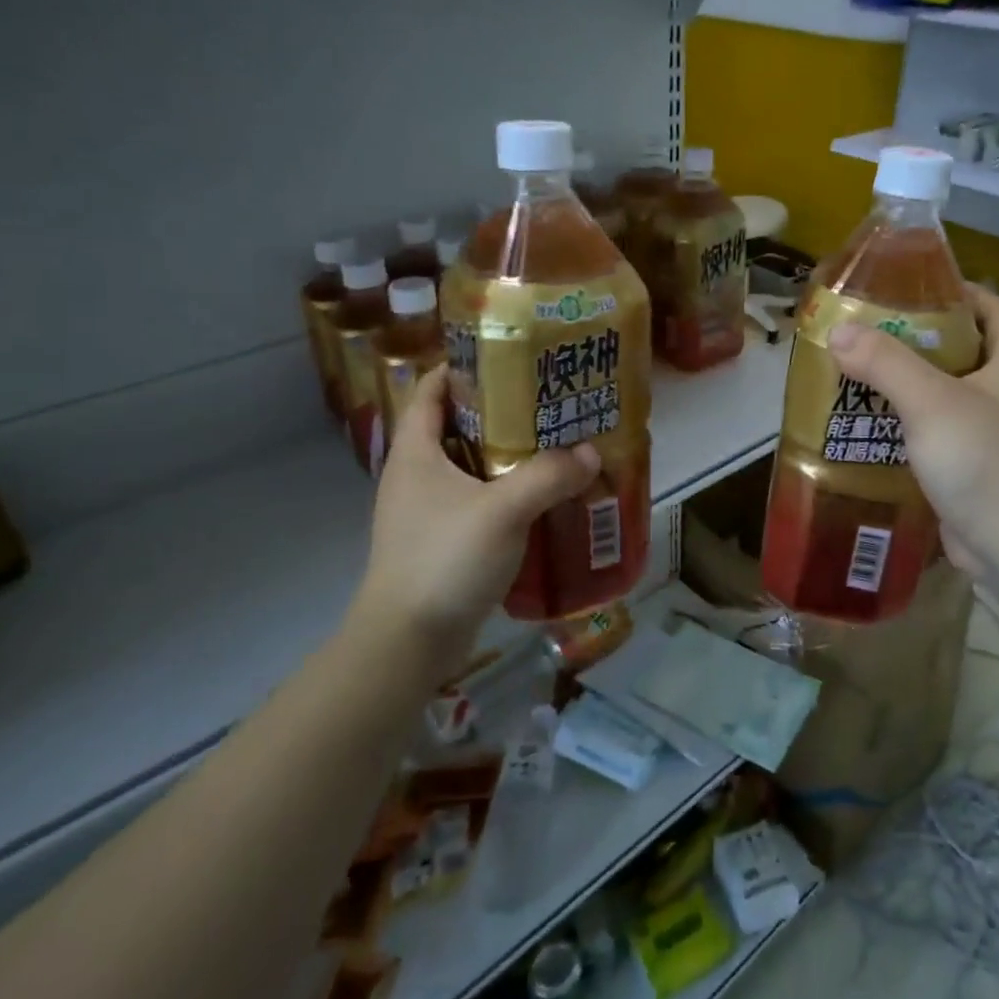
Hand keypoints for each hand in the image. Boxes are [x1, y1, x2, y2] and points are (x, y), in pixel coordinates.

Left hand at [346, 367, 599, 664]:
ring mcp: (428, 509)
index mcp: (416, 451)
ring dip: (510, 455)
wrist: (407, 642)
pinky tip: (544, 496)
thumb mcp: (502, 511)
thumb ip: (549, 476)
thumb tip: (591, 452)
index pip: (431, 389)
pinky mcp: (444, 540)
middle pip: (459, 424)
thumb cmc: (444, 560)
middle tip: (549, 400)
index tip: (511, 356)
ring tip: (556, 443)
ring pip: (473, 466)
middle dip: (502, 410)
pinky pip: (480, 500)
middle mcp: (417, 473)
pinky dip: (508, 492)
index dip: (465, 367)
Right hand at [825, 285, 998, 577]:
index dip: (960, 292)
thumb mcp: (932, 401)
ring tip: (859, 377)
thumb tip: (838, 330)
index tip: (913, 288)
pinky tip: (871, 431)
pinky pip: (937, 439)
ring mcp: (992, 438)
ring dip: (908, 389)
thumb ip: (885, 363)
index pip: (994, 311)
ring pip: (946, 399)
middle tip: (868, 335)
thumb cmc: (987, 461)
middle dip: (920, 341)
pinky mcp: (974, 473)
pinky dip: (908, 431)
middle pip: (964, 353)